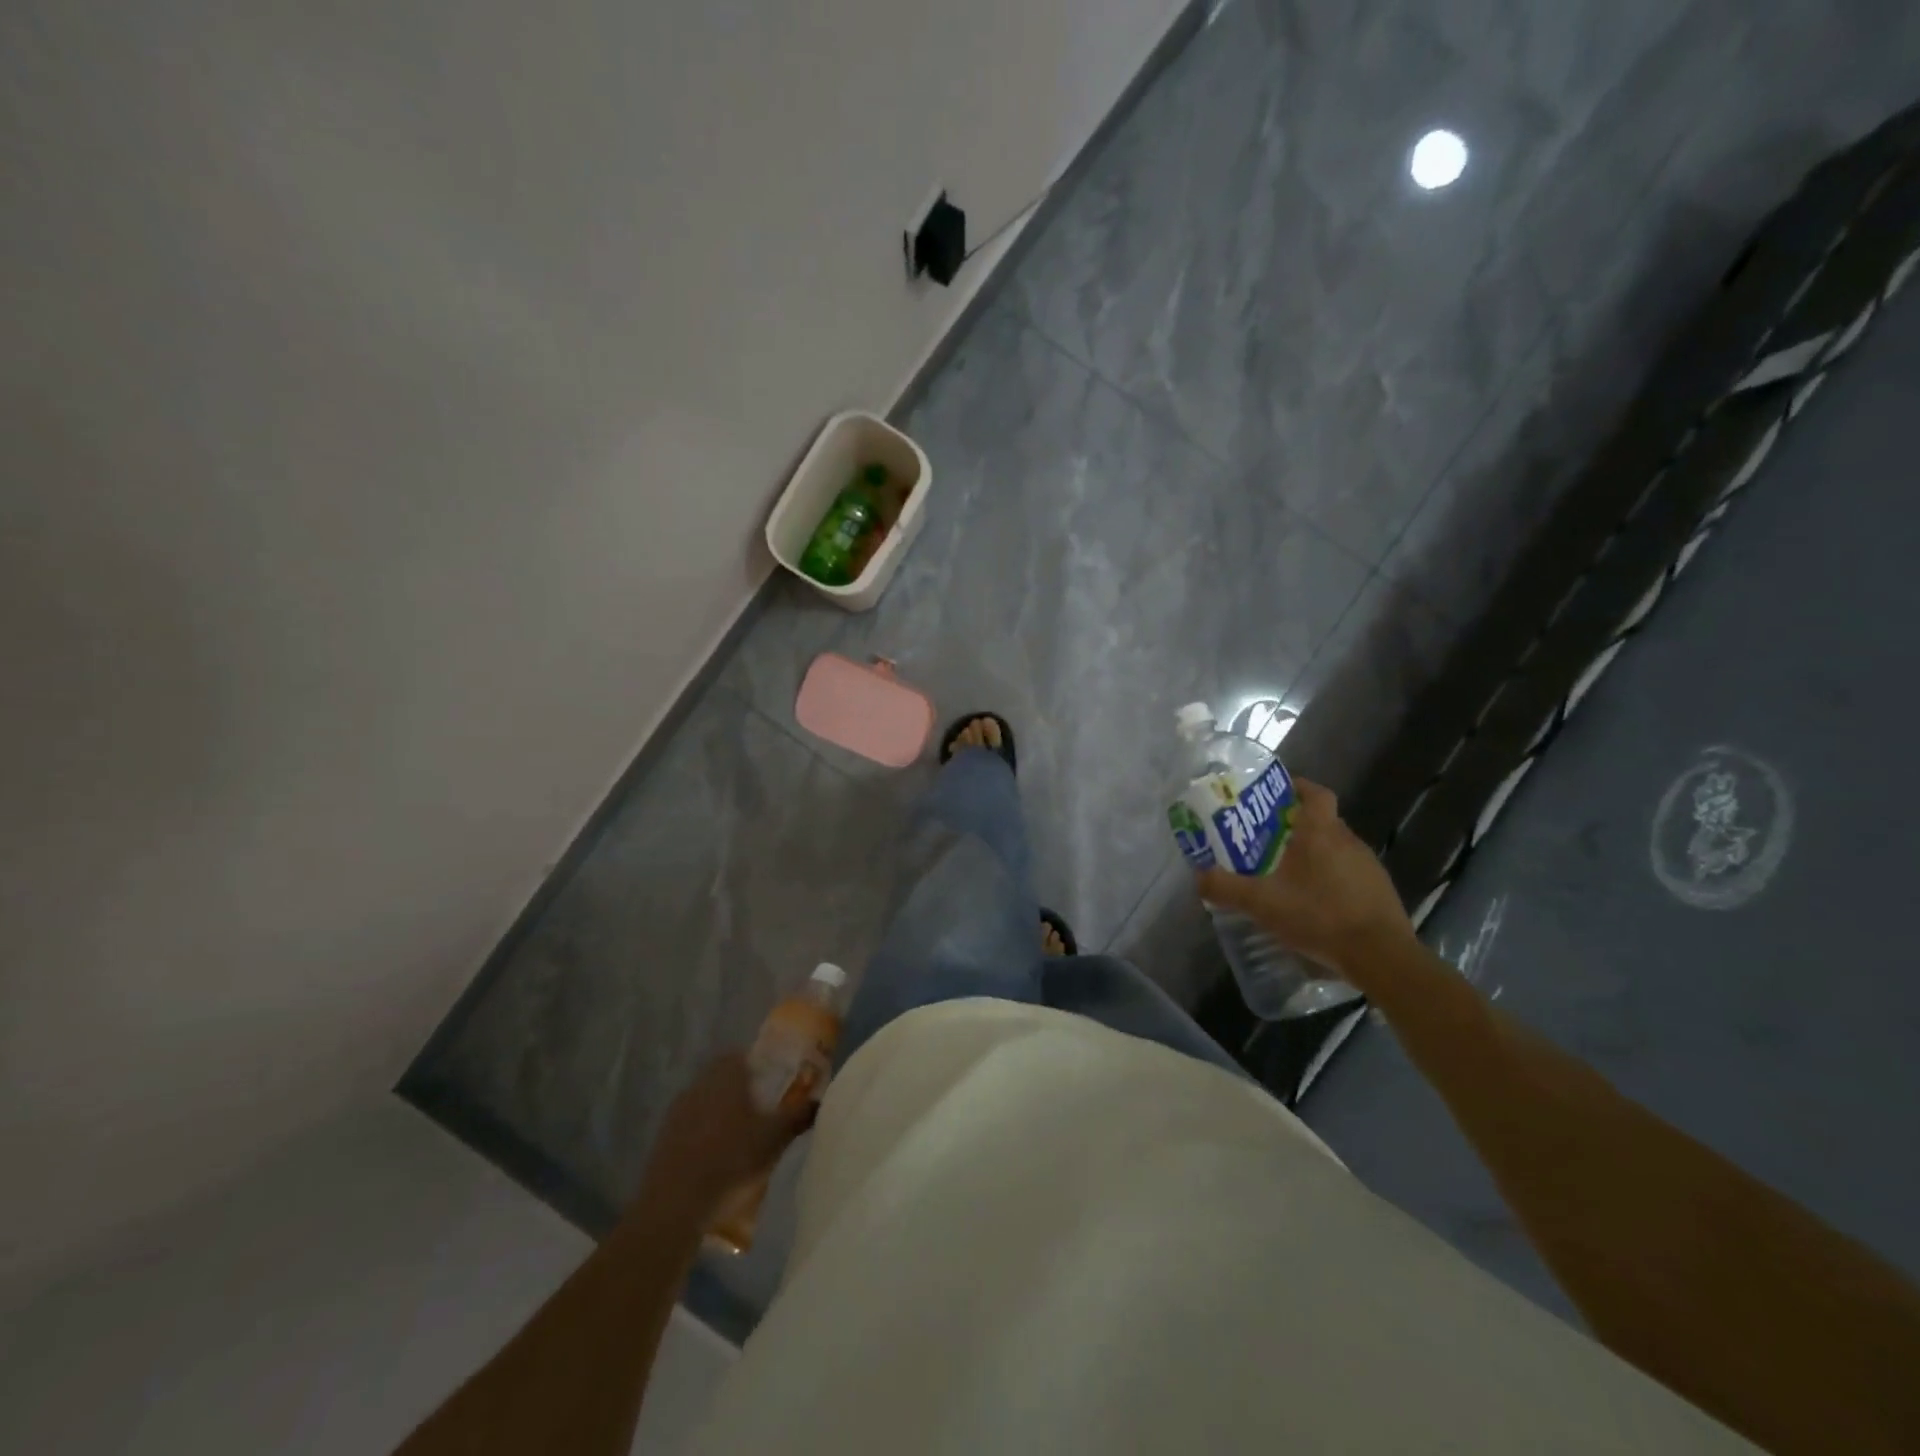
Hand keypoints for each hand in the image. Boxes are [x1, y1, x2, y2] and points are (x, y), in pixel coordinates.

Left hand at [640, 1052, 817, 1215]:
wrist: (676, 1203)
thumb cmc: (732, 1158)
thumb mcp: (775, 1137)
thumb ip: (799, 1114)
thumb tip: (819, 1100)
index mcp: (726, 1074)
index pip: (741, 1055)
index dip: (758, 1066)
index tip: (772, 1084)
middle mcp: (699, 1083)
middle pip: (723, 1078)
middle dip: (741, 1091)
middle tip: (761, 1112)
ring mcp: (677, 1111)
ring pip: (706, 1101)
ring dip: (721, 1114)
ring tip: (740, 1139)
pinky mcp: (663, 1138)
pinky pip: (690, 1126)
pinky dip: (703, 1135)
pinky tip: (715, 1159)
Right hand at [1195, 778, 1413, 977]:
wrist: (1381, 955)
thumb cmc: (1319, 915)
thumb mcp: (1262, 903)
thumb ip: (1226, 888)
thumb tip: (1199, 876)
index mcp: (1320, 833)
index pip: (1315, 793)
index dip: (1298, 787)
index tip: (1279, 793)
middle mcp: (1348, 840)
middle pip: (1323, 820)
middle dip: (1298, 825)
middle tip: (1269, 839)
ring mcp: (1368, 865)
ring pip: (1337, 848)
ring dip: (1316, 854)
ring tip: (1289, 873)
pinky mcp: (1380, 890)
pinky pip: (1350, 873)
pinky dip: (1332, 878)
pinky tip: (1316, 902)